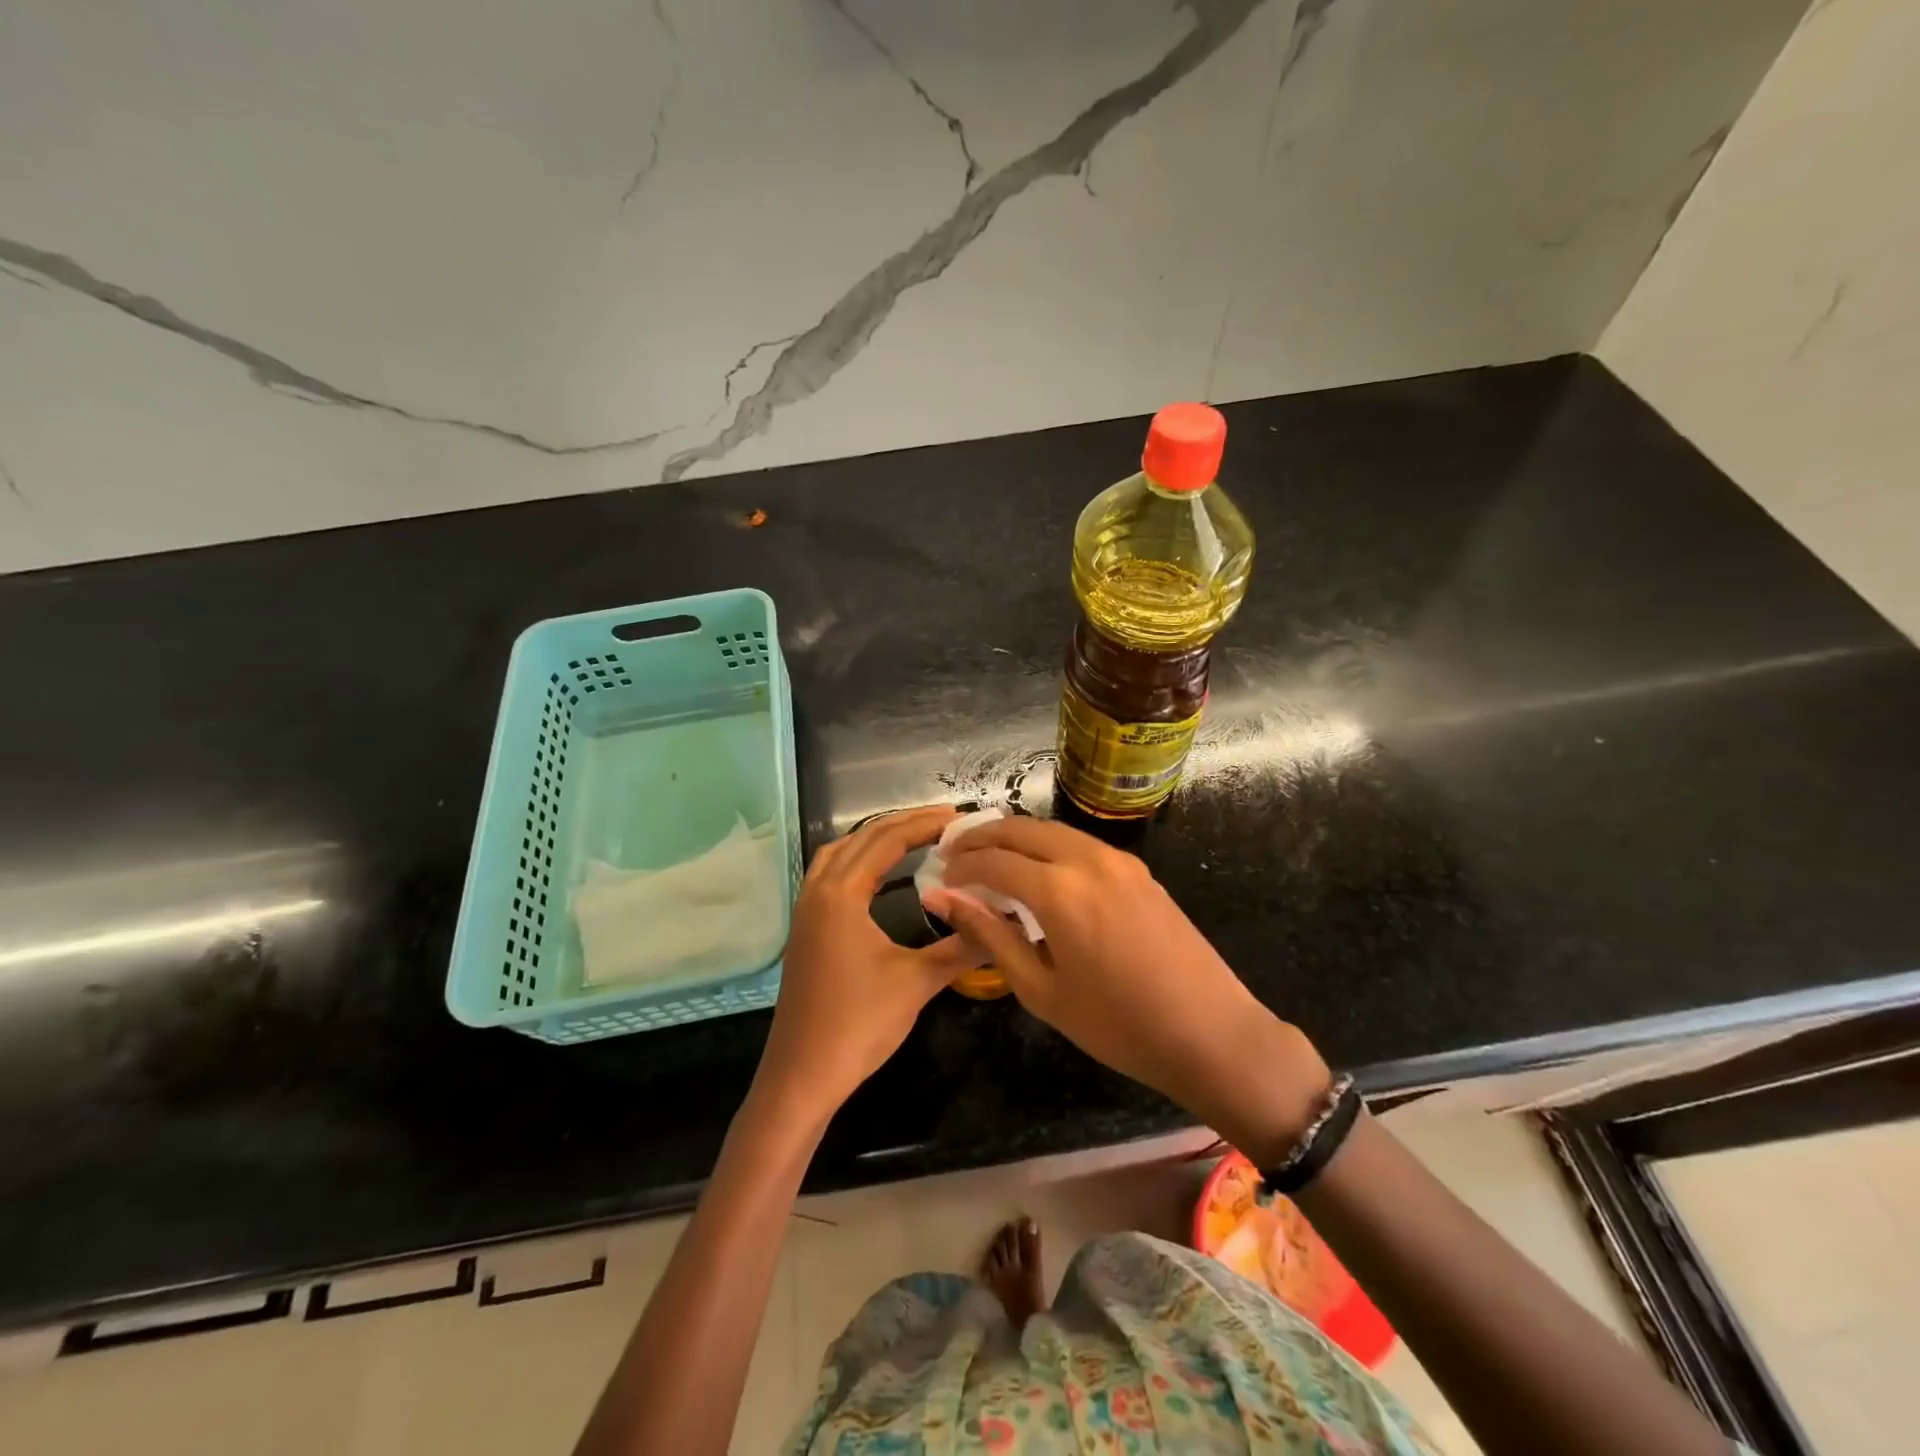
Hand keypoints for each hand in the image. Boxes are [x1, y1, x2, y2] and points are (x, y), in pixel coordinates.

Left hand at [752, 805, 976, 1124]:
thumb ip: (962, 946)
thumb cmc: (858, 1025)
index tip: (959, 819)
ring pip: (841, 853)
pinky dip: (859, 861)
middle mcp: (818, 890)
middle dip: (904, 824)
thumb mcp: (917, 982)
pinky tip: (880, 875)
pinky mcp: (805, 929)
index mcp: (841, 894)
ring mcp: (806, 910)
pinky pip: (831, 874)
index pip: (887, 840)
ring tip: (916, 837)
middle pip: (862, 838)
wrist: (802, 1075)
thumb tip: (1004, 921)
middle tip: (946, 822)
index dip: (924, 824)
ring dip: (877, 839)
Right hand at [924, 817, 1331, 1156]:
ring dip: (1015, 838)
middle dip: (982, 837)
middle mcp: (1087, 859)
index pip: (993, 860)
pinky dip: (1048, 847)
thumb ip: (989, 935)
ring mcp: (1118, 860)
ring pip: (1052, 830)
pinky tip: (1039, 873)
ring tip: (990, 860)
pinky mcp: (1139, 869)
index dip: (961, 867)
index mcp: (1059, 890)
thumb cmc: (1118, 1025)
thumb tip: (942, 899)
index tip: (940, 879)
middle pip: (1021, 828)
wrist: (1211, 1033)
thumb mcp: (1041, 989)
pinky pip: (1080, 844)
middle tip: (955, 857)